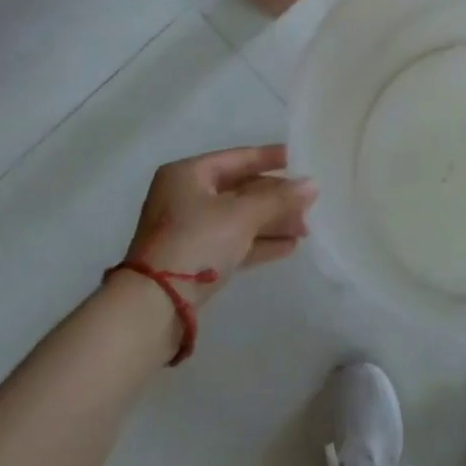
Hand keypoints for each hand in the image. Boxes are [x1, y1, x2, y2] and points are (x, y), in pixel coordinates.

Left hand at [126, 145, 316, 305]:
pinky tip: (288, 247)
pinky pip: (233, 242)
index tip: (301, 160)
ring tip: (305, 229)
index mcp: (189, 174)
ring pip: (239, 218)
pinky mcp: (193, 260)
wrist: (153, 307)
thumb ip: (279, 198)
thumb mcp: (242, 215)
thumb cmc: (196, 242)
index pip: (238, 158)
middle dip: (276, 198)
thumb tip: (313, 184)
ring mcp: (188, 230)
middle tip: (309, 204)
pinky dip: (258, 242)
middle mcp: (186, 196)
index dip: (271, 158)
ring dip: (272, 222)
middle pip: (241, 189)